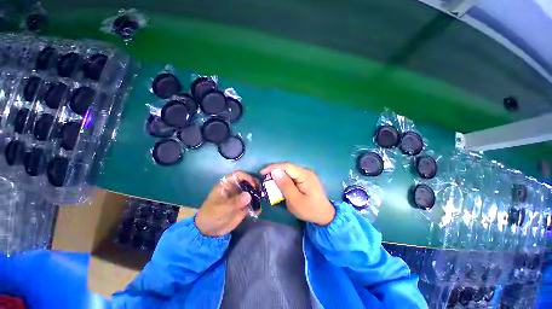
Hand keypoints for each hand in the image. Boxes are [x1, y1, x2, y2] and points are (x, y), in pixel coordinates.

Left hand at [195, 171, 259, 236]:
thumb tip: (249, 195)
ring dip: (258, 195)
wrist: (209, 232)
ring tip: (261, 201)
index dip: (247, 177)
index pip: (238, 175)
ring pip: (252, 191)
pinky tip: (257, 211)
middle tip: (261, 191)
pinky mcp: (244, 206)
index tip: (254, 185)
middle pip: (248, 181)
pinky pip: (252, 203)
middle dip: (256, 185)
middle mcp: (235, 188)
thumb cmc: (211, 216)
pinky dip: (256, 206)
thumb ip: (234, 202)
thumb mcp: (221, 209)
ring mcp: (240, 197)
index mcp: (227, 185)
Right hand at [261, 163, 334, 225]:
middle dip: (275, 171)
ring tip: (269, 181)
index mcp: (305, 175)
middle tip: (264, 178)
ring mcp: (306, 175)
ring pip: (289, 171)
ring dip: (279, 175)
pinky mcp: (305, 179)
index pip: (287, 166)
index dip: (273, 167)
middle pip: (288, 167)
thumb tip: (275, 172)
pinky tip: (279, 184)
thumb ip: (285, 185)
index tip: (262, 172)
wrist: (325, 216)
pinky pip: (292, 176)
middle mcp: (306, 172)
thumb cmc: (310, 210)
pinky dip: (284, 179)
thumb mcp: (295, 200)